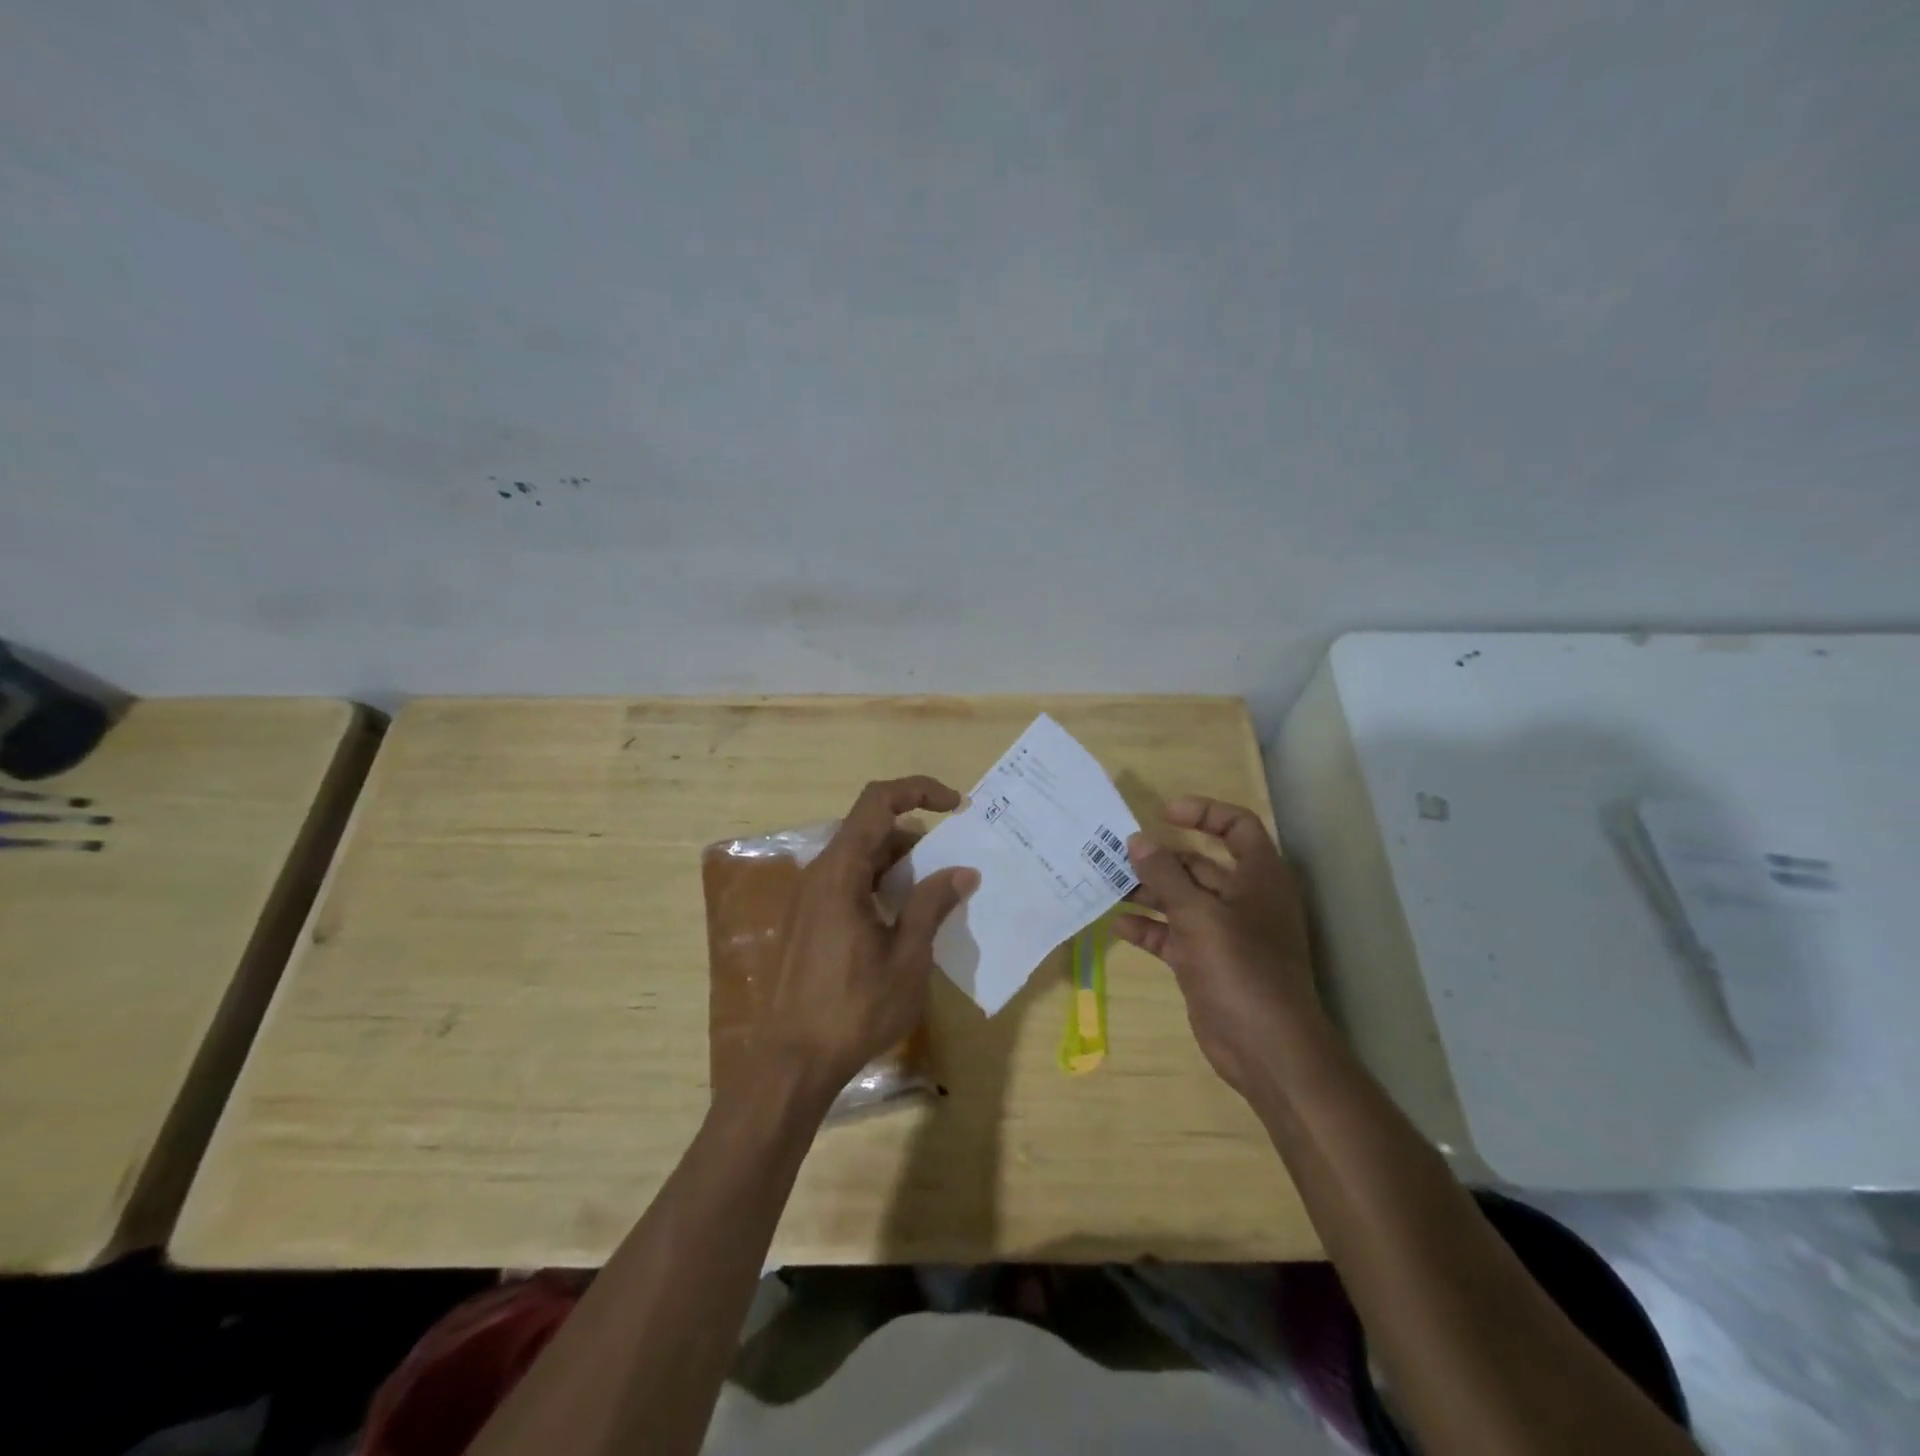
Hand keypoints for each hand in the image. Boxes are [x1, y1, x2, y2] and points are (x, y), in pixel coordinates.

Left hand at [764, 776, 979, 1095]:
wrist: (792, 1062)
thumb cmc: (854, 1008)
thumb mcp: (907, 957)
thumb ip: (932, 905)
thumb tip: (963, 870)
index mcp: (841, 871)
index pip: (878, 802)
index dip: (918, 790)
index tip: (957, 805)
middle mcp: (820, 873)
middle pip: (870, 828)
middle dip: (916, 836)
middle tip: (952, 863)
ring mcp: (809, 897)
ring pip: (859, 857)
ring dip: (899, 863)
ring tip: (934, 894)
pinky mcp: (807, 920)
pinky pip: (847, 882)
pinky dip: (879, 884)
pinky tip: (902, 919)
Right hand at [1116, 796, 1320, 1098]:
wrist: (1266, 1048)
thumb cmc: (1240, 968)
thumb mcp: (1198, 915)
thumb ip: (1165, 875)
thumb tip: (1137, 840)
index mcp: (1258, 878)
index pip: (1237, 827)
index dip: (1204, 813)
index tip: (1163, 814)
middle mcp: (1243, 899)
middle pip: (1201, 864)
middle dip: (1162, 858)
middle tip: (1119, 853)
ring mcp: (1225, 933)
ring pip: (1183, 900)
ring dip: (1150, 891)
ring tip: (1110, 885)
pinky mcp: (1206, 962)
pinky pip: (1173, 934)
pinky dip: (1149, 927)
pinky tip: (1119, 924)